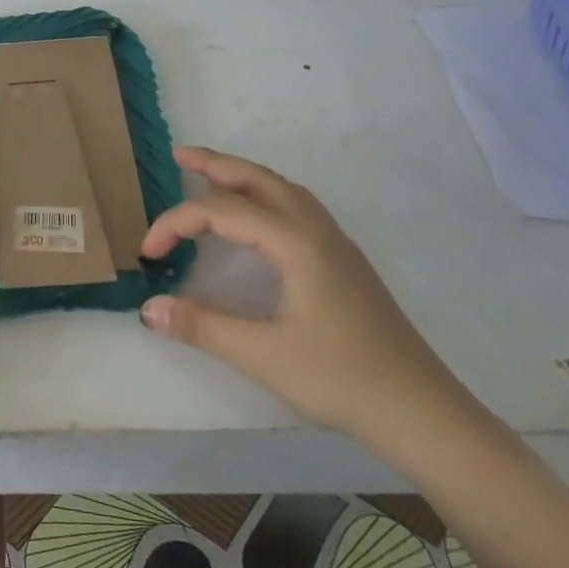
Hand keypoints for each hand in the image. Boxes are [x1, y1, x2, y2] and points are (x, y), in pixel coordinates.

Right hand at [138, 146, 472, 450]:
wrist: (421, 411)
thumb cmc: (340, 379)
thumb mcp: (262, 356)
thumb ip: (201, 326)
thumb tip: (148, 308)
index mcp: (296, 243)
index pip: (221, 212)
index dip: (176, 223)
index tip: (147, 252)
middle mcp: (316, 230)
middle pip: (259, 179)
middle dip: (215, 164)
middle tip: (178, 156)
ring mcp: (336, 244)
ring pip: (283, 190)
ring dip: (244, 176)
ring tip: (211, 177)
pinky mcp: (344, 262)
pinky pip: (297, 207)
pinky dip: (266, 195)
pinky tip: (259, 218)